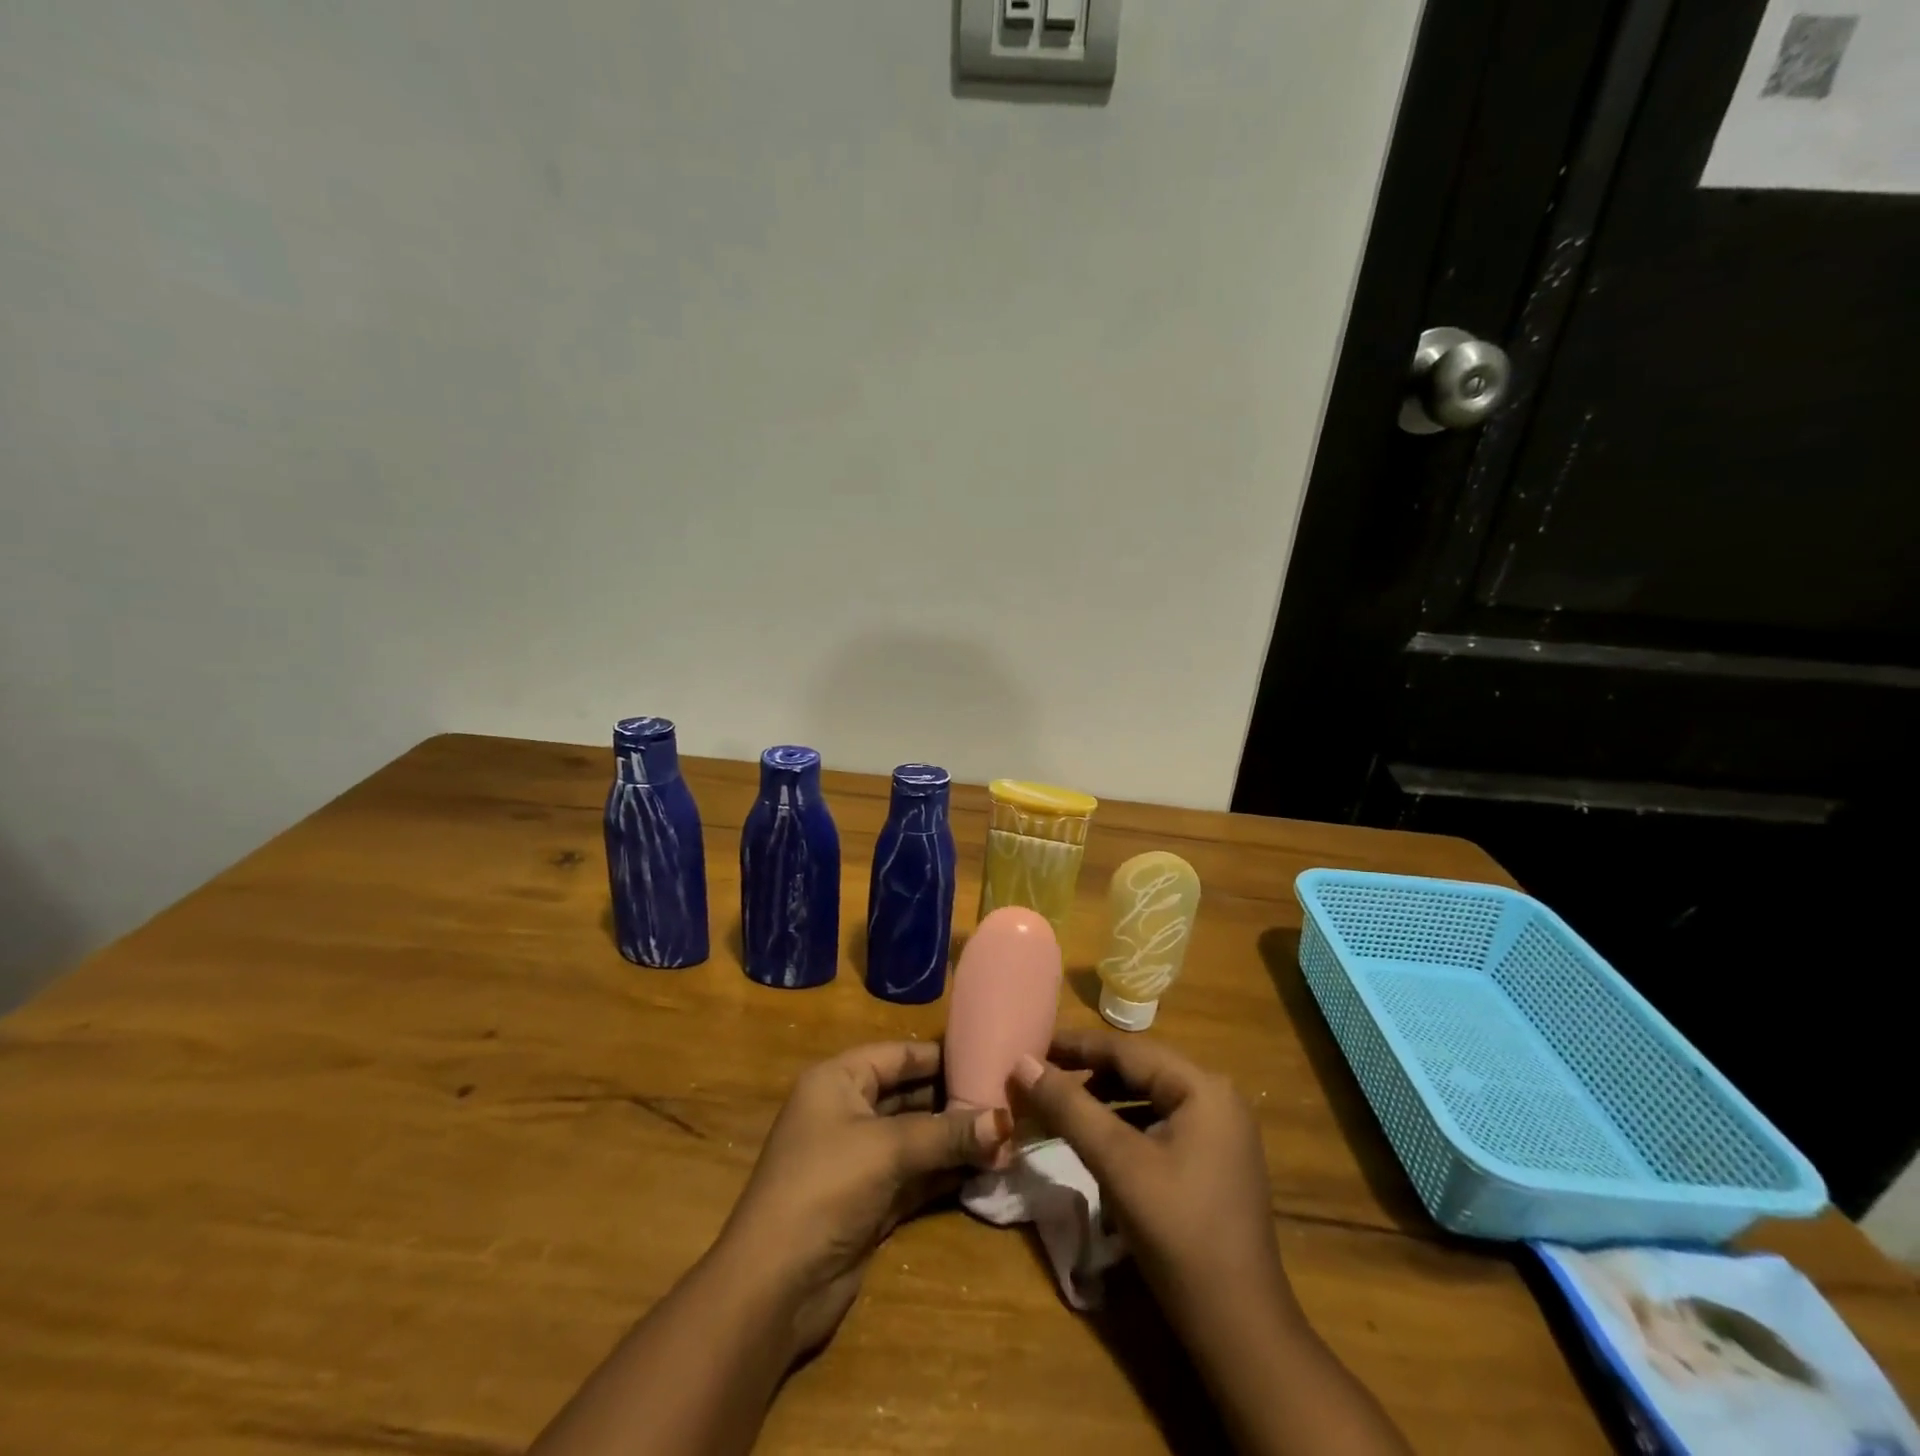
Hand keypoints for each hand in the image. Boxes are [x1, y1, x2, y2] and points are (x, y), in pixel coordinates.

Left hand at [715, 1040, 1011, 1361]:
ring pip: (917, 1138)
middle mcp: (848, 1112)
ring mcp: (859, 1159)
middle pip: (911, 1095)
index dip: (943, 1056)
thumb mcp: (888, 1149)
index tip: (991, 1055)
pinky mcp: (871, 1201)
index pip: (899, 1055)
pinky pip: (917, 1175)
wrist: (775, 1286)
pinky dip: (947, 1172)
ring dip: (957, 1140)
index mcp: (839, 1081)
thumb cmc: (825, 1187)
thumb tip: (1007, 1122)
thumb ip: (947, 1134)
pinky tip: (987, 1168)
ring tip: (1009, 1135)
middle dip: (956, 1101)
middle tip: (1010, 1100)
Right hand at [1010, 1028, 1291, 1334]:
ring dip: (1102, 1100)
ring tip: (1059, 1107)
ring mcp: (1220, 1131)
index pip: (1127, 1050)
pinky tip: (1096, 1141)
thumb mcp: (1117, 1164)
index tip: (1031, 1047)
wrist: (1240, 1331)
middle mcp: (1217, 1097)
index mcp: (1202, 1087)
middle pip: (1138, 1070)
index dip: (1075, 1046)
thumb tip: (1022, 1062)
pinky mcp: (1214, 1161)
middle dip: (1087, 1073)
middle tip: (1040, 1078)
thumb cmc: (1178, 1234)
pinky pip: (1160, 1124)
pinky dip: (1124, 1126)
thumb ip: (1069, 1108)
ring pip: (1148, 1098)